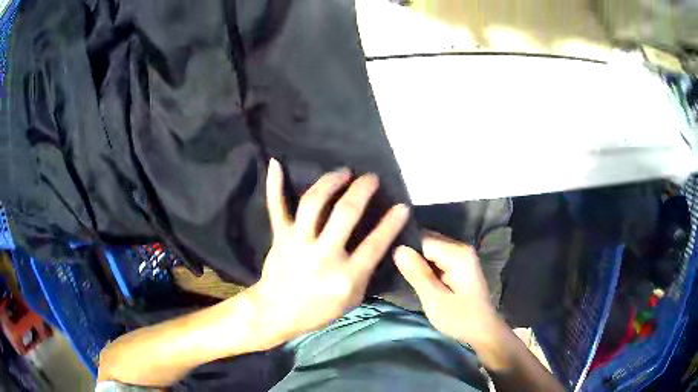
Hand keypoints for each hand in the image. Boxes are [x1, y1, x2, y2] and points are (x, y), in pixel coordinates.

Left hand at [247, 159, 409, 349]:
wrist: (277, 312)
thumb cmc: (319, 310)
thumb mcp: (352, 299)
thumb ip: (365, 272)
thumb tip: (379, 243)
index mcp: (345, 276)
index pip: (374, 244)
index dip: (391, 222)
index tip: (402, 205)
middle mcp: (322, 255)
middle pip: (345, 214)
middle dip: (362, 191)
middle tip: (371, 178)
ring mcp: (298, 243)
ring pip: (313, 204)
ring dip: (330, 182)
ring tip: (343, 172)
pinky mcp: (280, 237)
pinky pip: (276, 208)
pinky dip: (274, 186)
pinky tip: (276, 162)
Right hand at [394, 232, 503, 348]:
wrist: (483, 330)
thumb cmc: (460, 318)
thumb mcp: (435, 300)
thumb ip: (417, 274)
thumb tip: (397, 249)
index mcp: (457, 254)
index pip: (422, 239)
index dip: (407, 252)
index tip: (396, 267)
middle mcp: (461, 247)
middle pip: (427, 240)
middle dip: (412, 255)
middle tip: (400, 274)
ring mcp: (463, 254)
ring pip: (431, 248)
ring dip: (418, 261)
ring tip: (407, 276)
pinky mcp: (461, 262)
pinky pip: (437, 256)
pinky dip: (427, 266)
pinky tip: (421, 278)